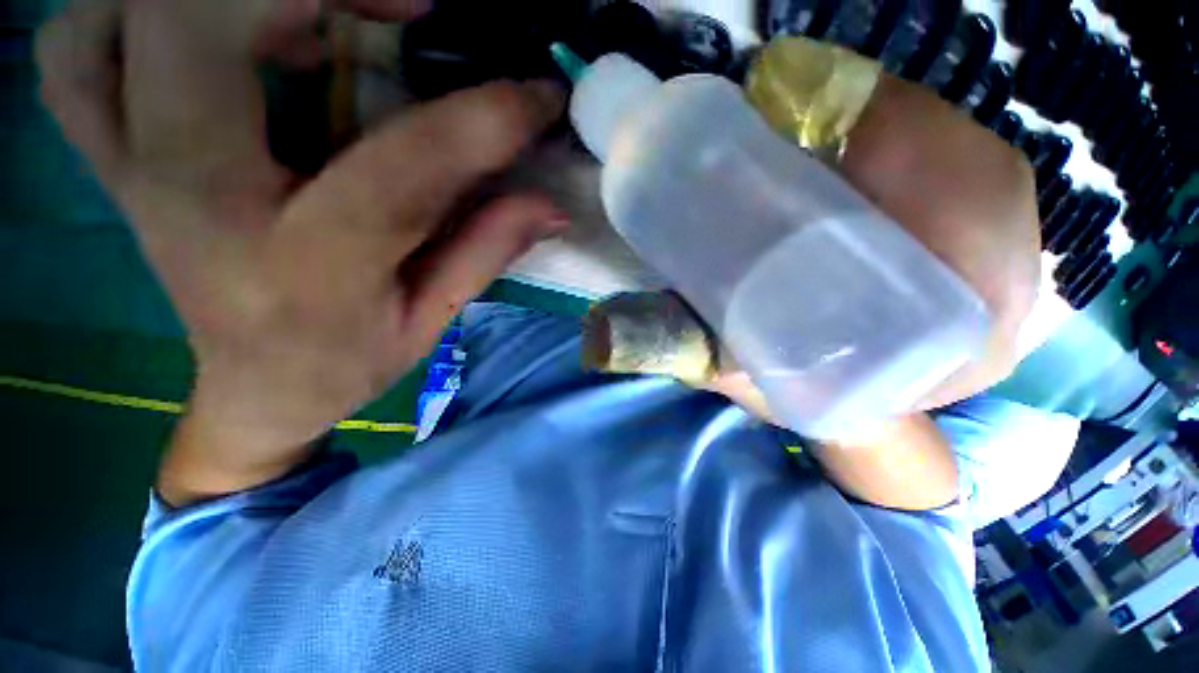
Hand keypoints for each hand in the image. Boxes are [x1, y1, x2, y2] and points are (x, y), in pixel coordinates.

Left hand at [38, 0, 566, 503]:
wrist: (256, 388)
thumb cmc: (349, 360)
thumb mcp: (432, 318)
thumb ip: (487, 250)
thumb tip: (550, 203)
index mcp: (303, 264)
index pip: (400, 166)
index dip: (483, 120)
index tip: (538, 96)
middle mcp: (192, 198)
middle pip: (198, 26)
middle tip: (404, 3)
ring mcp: (129, 169)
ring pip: (114, 16)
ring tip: (303, 4)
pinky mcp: (107, 159)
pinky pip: (73, 51)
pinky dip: (120, 8)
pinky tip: (186, 23)